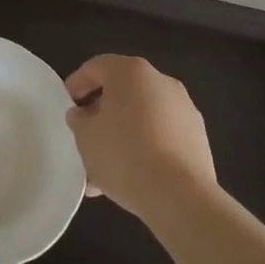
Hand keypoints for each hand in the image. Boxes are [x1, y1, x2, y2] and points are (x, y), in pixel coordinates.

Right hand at [65, 55, 215, 219]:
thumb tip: (83, 115)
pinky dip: (145, 147)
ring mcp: (184, 109)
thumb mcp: (85, 137)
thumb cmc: (124, 155)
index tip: (67, 105)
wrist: (180, 196)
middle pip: (122, 91)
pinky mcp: (197, 137)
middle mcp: (161, 82)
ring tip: (104, 168)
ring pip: (142, 116)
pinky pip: (161, 135)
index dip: (77, 83)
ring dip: (123, 134)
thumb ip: (79, 120)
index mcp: (131, 72)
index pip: (97, 67)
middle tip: (85, 136)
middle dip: (102, 113)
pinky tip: (130, 177)